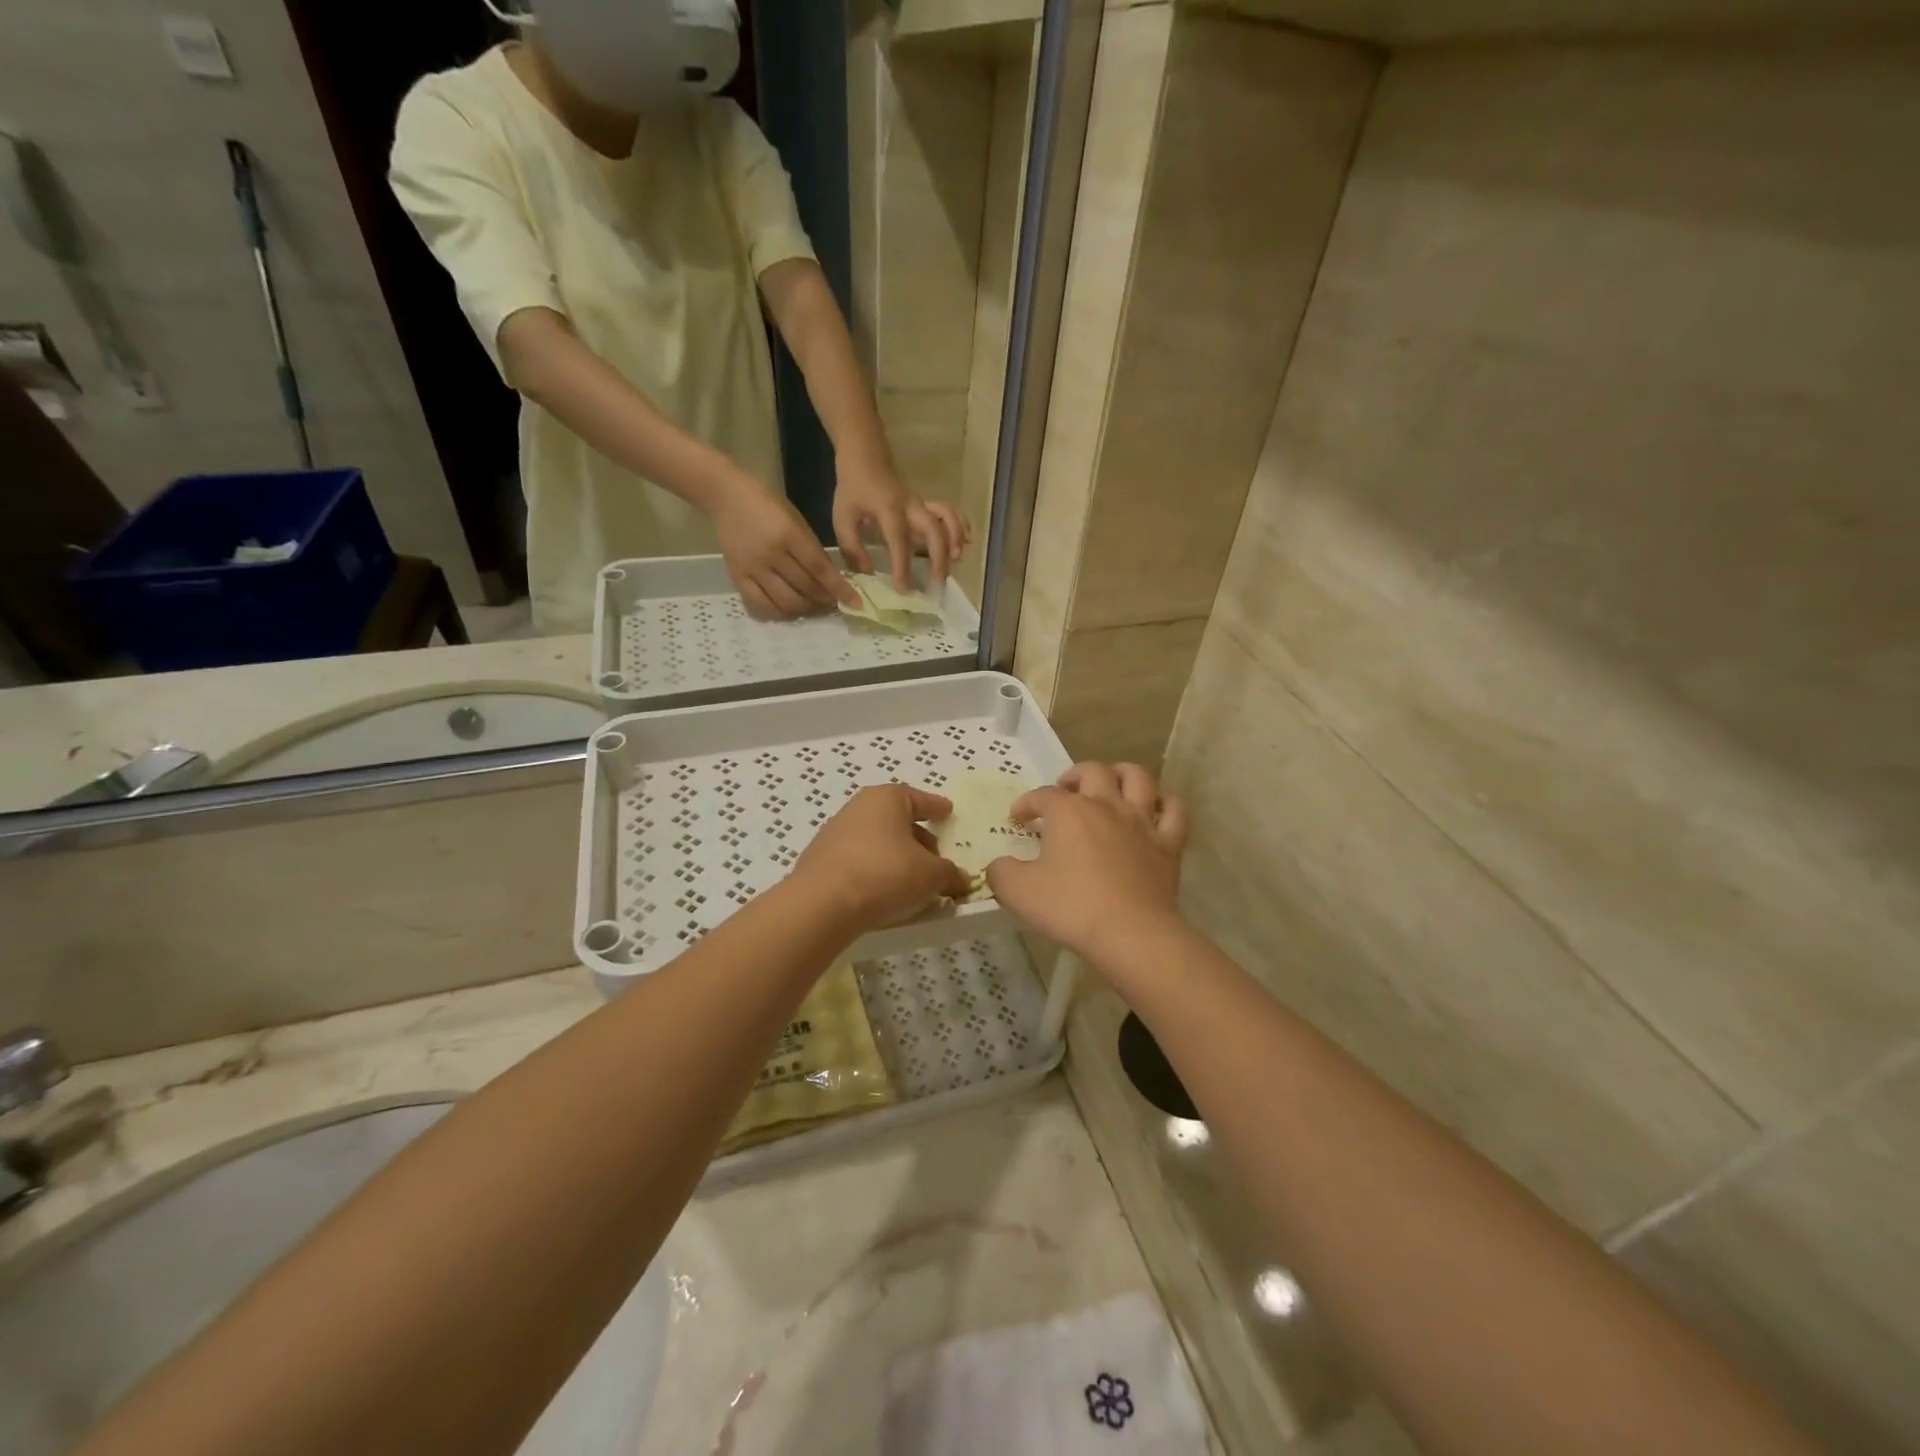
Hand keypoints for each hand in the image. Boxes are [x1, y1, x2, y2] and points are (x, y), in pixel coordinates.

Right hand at [712, 472, 859, 617]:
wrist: (725, 496)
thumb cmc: (767, 503)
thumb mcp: (796, 520)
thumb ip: (812, 549)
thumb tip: (829, 580)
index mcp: (789, 534)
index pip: (820, 569)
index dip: (839, 589)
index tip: (855, 603)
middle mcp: (771, 554)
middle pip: (805, 588)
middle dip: (824, 599)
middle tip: (833, 601)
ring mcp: (752, 568)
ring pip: (785, 601)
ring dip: (805, 608)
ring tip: (813, 605)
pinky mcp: (737, 577)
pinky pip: (760, 605)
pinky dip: (778, 611)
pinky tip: (788, 608)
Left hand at [791, 784, 970, 934]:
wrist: (822, 905)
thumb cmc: (885, 875)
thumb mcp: (931, 876)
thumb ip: (950, 874)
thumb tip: (960, 879)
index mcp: (886, 799)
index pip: (918, 798)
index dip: (936, 807)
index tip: (948, 811)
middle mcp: (857, 808)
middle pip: (896, 820)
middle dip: (918, 838)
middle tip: (936, 859)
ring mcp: (834, 834)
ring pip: (876, 841)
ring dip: (896, 857)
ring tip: (912, 882)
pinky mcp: (819, 861)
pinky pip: (858, 861)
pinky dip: (875, 871)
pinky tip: (884, 892)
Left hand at [831, 454, 969, 593]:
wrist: (865, 455)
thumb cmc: (853, 488)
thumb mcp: (842, 517)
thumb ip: (853, 547)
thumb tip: (868, 572)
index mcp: (889, 510)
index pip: (899, 542)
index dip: (903, 567)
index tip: (904, 589)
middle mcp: (911, 506)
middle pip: (934, 530)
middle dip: (939, 557)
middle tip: (938, 582)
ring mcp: (922, 503)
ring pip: (947, 517)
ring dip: (955, 539)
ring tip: (956, 560)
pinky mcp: (926, 503)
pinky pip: (949, 511)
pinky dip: (961, 525)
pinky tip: (966, 542)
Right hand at [985, 762, 1190, 964]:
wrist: (1130, 934)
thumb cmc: (1070, 907)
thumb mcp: (1017, 893)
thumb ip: (1001, 873)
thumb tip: (999, 865)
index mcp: (1068, 811)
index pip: (1042, 796)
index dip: (1026, 804)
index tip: (1018, 819)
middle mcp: (1106, 805)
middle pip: (1092, 772)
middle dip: (1074, 776)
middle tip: (1064, 792)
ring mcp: (1141, 822)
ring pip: (1138, 778)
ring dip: (1122, 773)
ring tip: (1111, 783)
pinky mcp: (1168, 844)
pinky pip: (1173, 812)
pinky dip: (1164, 803)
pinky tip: (1154, 809)